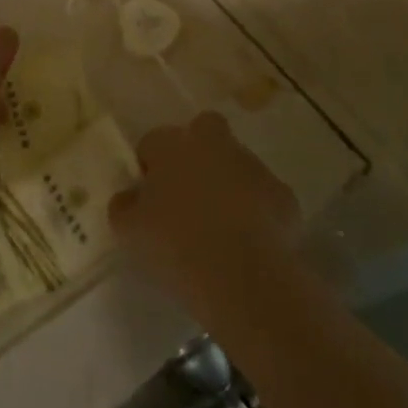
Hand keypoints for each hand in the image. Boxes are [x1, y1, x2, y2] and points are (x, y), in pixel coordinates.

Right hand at [109, 112, 299, 319]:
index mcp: (173, 145)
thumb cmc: (175, 246)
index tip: (148, 198)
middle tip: (189, 192)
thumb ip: (124, 206)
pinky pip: (263, 196)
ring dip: (228, 182)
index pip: (153, 142)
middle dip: (197, 151)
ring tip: (220, 226)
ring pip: (236, 162)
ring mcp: (253, 166)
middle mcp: (213, 144)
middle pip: (204, 130)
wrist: (243, 277)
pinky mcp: (283, 195)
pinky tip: (249, 243)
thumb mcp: (129, 231)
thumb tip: (129, 198)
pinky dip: (257, 211)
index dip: (149, 167)